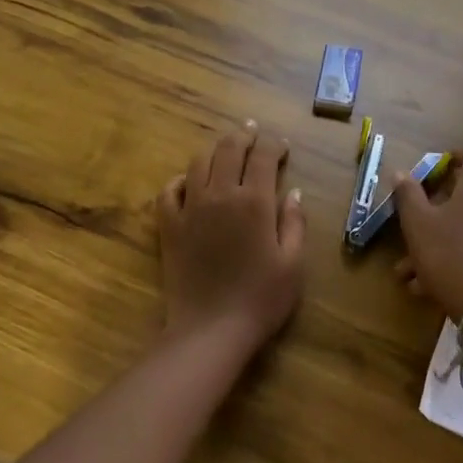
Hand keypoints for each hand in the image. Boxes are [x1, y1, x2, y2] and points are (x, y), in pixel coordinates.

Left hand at [156, 120, 306, 349]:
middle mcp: (221, 194)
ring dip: (214, 151)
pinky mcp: (169, 226)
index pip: (264, 157)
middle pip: (230, 150)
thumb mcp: (293, 263)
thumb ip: (294, 223)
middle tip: (253, 132)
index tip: (282, 145)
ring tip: (225, 150)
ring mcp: (190, 208)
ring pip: (199, 163)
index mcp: (255, 202)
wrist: (210, 330)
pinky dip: (180, 180)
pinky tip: (189, 182)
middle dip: (244, 136)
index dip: (274, 145)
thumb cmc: (261, 299)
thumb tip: (293, 192)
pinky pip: (168, 191)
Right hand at [391, 152, 462, 321]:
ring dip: (438, 243)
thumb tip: (401, 172)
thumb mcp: (418, 224)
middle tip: (411, 226)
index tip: (433, 169)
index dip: (454, 157)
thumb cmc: (449, 255)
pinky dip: (453, 260)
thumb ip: (408, 195)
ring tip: (409, 271)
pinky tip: (427, 286)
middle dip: (434, 212)